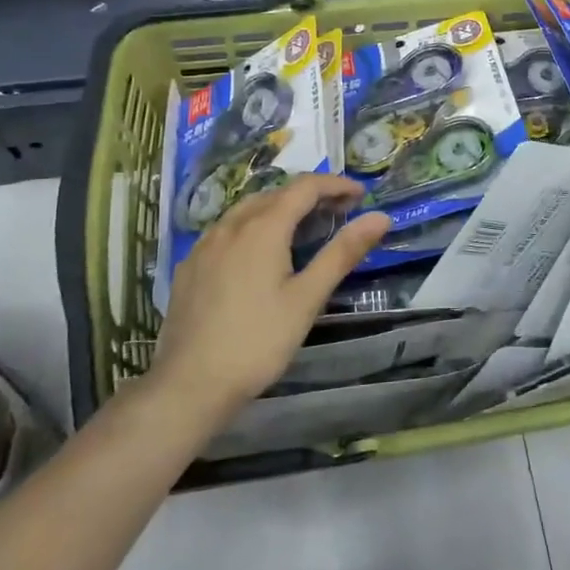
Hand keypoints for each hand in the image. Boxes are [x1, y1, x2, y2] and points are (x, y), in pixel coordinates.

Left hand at [151, 174, 391, 410]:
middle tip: (338, 213)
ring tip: (302, 228)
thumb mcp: (307, 298)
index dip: (335, 185)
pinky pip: (225, 231)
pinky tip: (257, 254)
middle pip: (275, 194)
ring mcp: (204, 245)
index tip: (360, 195)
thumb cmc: (258, 341)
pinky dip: (251, 227)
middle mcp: (231, 225)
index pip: (304, 187)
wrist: (190, 384)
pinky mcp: (189, 266)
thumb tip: (380, 217)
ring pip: (246, 210)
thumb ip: (343, 253)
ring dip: (279, 208)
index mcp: (263, 228)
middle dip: (309, 195)